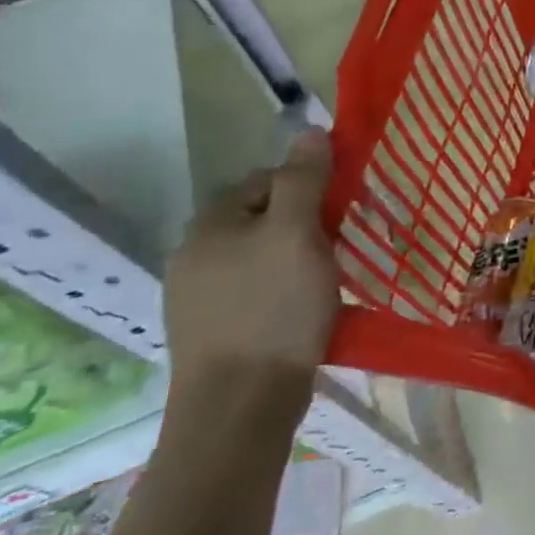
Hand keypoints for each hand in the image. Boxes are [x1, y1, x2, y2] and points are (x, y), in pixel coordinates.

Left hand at [163, 128, 337, 408]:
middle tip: (339, 244)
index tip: (340, 209)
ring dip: (293, 259)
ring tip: (328, 278)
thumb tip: (310, 131)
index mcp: (211, 225)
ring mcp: (198, 298)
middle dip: (301, 224)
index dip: (306, 186)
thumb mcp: (297, 234)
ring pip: (258, 258)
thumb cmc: (274, 309)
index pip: (264, 180)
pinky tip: (304, 311)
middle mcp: (194, 255)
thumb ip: (303, 181)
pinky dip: (281, 292)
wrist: (240, 404)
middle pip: (260, 219)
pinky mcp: (212, 332)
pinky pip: (254, 293)